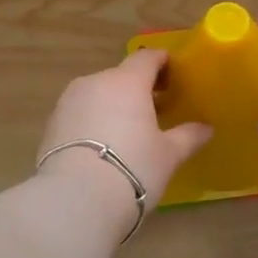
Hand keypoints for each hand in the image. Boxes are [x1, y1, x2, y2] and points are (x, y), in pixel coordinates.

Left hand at [38, 49, 212, 216]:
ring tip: (126, 130)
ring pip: (97, 94)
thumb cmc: (133, 168)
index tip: (174, 75)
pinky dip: (92, 122)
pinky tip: (101, 146)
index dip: (162, 63)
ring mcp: (68, 102)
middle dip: (137, 88)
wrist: (75, 199)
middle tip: (155, 109)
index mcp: (127, 82)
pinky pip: (79, 114)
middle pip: (120, 76)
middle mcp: (95, 82)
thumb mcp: (168, 155)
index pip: (147, 58)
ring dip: (112, 105)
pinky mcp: (51, 124)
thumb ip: (188, 136)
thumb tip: (206, 128)